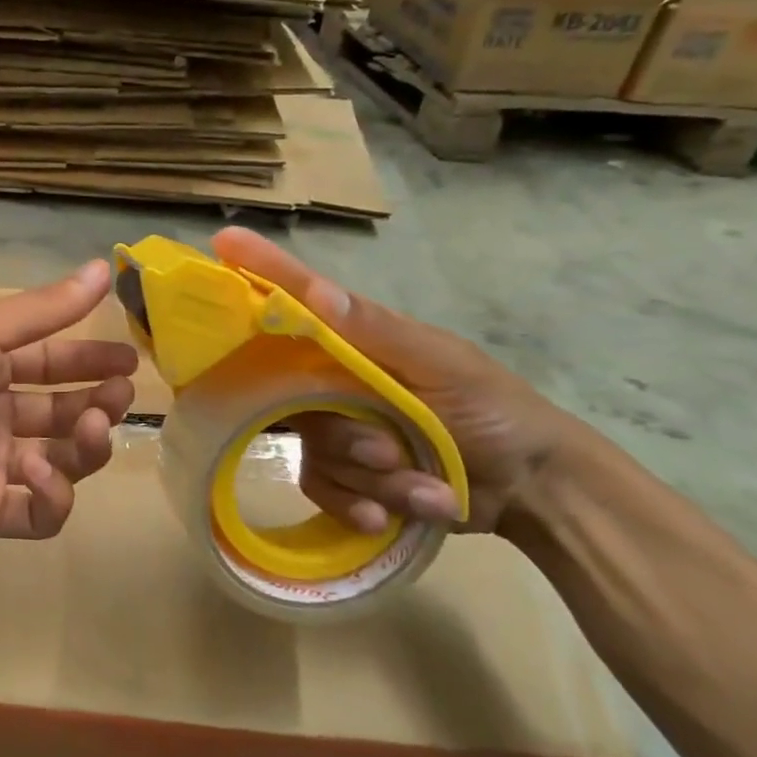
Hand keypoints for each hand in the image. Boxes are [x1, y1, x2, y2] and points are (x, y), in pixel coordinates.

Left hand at [0, 260, 138, 547]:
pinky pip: (37, 514)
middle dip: (97, 404)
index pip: (50, 363)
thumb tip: (105, 265)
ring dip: (86, 446)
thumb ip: (44, 309)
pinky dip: (53, 497)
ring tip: (93, 427)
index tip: (131, 361)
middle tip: (120, 394)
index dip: (90, 361)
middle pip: (60, 413)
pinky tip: (42, 473)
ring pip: (60, 463)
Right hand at [212, 227, 577, 535]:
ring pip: (315, 450)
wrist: (532, 490)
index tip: (224, 239)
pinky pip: (319, 487)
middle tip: (392, 452)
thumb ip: (379, 332)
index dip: (260, 271)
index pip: (297, 299)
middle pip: (293, 398)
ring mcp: (335, 428)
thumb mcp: (445, 365)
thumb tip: (315, 292)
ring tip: (425, 487)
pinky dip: (360, 507)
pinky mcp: (341, 474)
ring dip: (372, 479)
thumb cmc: (494, 411)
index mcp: (356, 341)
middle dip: (348, 436)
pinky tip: (392, 517)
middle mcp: (333, 379)